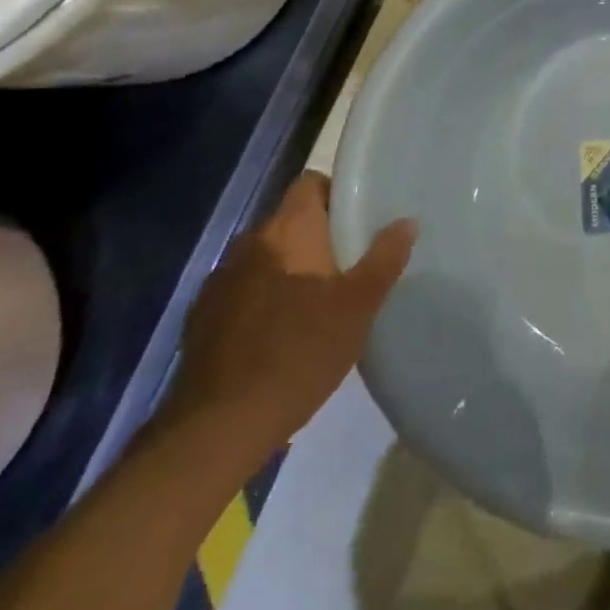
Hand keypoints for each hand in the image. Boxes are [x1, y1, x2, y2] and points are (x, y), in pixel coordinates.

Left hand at [166, 172, 414, 454]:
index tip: (361, 217)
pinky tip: (282, 332)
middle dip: (319, 236)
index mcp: (288, 231)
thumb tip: (407, 222)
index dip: (336, 192)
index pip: (309, 184)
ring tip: (320, 300)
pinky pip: (244, 289)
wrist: (219, 426)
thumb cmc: (300, 352)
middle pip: (290, 221)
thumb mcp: (358, 307)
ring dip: (291, 268)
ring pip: (267, 257)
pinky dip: (265, 298)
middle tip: (352, 262)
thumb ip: (384, 259)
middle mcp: (249, 243)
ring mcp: (220, 280)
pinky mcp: (202, 317)